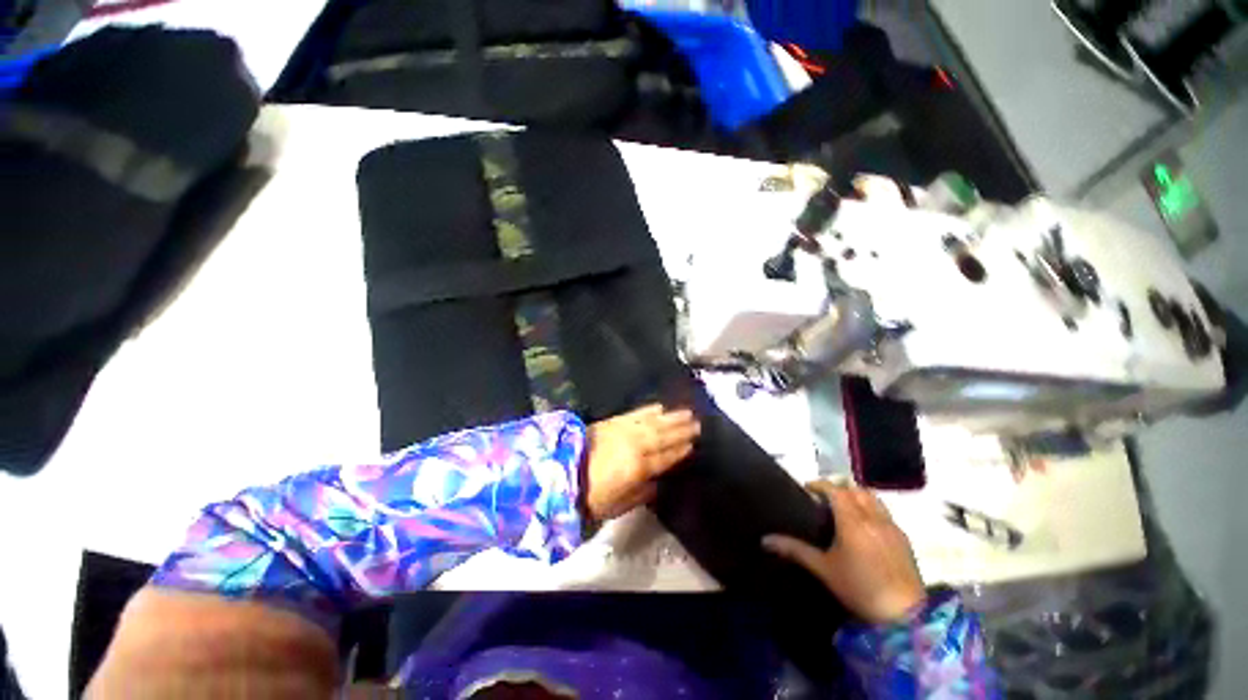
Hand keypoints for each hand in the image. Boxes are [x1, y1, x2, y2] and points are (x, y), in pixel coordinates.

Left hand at [582, 404, 698, 520]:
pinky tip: (659, 406)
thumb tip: (658, 483)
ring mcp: (624, 430)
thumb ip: (641, 494)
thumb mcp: (617, 506)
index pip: (665, 458)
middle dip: (682, 430)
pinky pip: (636, 413)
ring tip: (686, 412)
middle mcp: (635, 445)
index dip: (680, 451)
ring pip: (653, 422)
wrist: (560, 471)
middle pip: (663, 436)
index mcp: (638, 468)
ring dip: (671, 417)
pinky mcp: (613, 421)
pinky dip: (649, 410)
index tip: (694, 444)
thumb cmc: (590, 496)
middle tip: (698, 423)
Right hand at [763, 481, 925, 624]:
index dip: (819, 484)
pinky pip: (885, 513)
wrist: (905, 616)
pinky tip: (865, 529)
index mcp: (852, 520)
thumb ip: (795, 550)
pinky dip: (871, 510)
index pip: (834, 489)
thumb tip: (765, 540)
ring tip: (845, 510)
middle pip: (854, 489)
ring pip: (873, 498)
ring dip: (857, 496)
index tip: (807, 489)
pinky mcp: (904, 539)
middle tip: (823, 500)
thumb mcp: (823, 569)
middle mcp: (873, 517)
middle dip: (838, 489)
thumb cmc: (859, 589)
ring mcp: (891, 527)